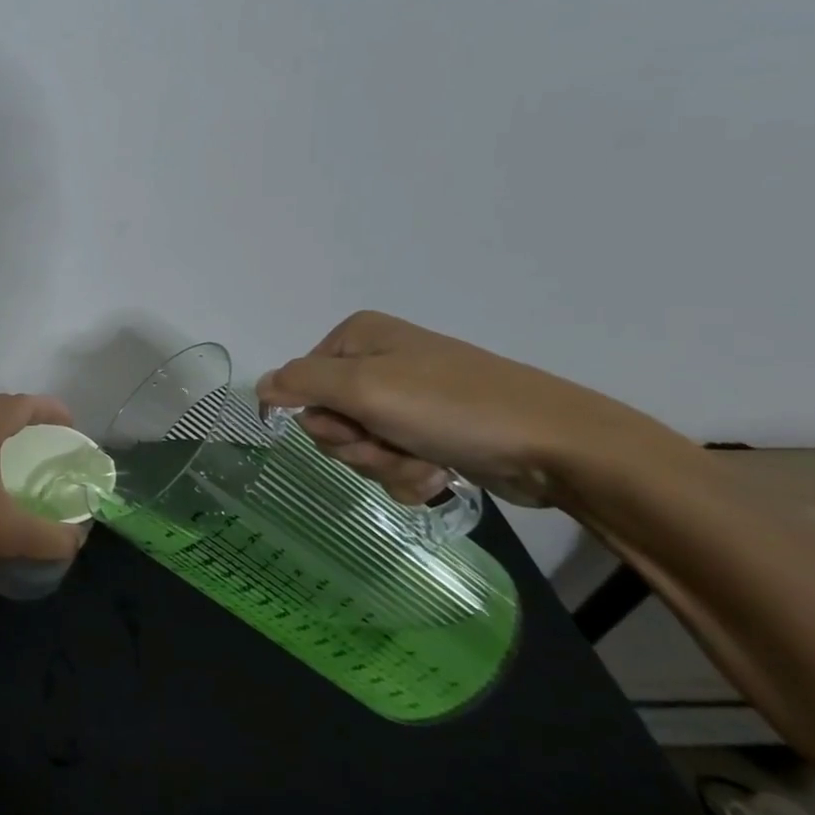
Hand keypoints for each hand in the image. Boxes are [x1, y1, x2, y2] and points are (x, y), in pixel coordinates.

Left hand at [0, 394, 86, 582]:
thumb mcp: (8, 536)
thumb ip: (51, 537)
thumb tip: (77, 539)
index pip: (22, 404)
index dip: (51, 410)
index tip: (72, 427)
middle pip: (1, 407)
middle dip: (30, 418)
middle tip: (53, 440)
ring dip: (5, 429)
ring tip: (26, 454)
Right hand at [255, 311, 654, 508]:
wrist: (556, 445)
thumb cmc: (451, 406)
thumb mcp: (363, 387)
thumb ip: (299, 383)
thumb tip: (259, 387)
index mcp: (358, 338)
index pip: (300, 383)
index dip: (320, 414)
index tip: (354, 425)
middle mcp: (378, 363)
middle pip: (327, 418)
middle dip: (355, 445)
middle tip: (391, 445)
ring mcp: (407, 400)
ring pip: (358, 446)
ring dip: (382, 465)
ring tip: (423, 465)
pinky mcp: (431, 434)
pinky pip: (389, 462)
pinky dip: (406, 476)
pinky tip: (437, 476)